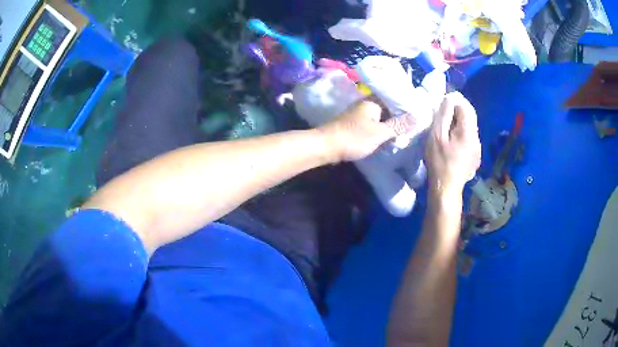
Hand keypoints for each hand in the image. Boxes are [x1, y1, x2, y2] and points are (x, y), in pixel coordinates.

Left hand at [318, 99, 415, 161]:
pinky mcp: (355, 124)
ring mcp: (359, 114)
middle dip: (400, 117)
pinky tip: (389, 137)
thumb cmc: (354, 137)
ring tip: (405, 132)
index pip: (394, 98)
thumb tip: (417, 117)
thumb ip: (398, 125)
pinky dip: (381, 129)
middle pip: (388, 108)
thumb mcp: (379, 133)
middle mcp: (365, 104)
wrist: (326, 146)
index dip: (406, 106)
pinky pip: (373, 124)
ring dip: (391, 124)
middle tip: (414, 126)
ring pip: (381, 117)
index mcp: (372, 101)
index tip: (418, 113)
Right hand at [425, 92, 480, 193]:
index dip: (454, 101)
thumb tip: (449, 99)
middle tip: (442, 115)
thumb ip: (444, 115)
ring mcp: (478, 149)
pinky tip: (452, 143)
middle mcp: (477, 138)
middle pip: (470, 117)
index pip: (466, 106)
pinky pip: (470, 139)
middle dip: (457, 111)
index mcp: (469, 132)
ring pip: (470, 128)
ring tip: (446, 130)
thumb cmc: (439, 162)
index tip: (442, 105)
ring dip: (459, 124)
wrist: (446, 188)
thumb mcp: (437, 136)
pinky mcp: (475, 157)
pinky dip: (461, 134)